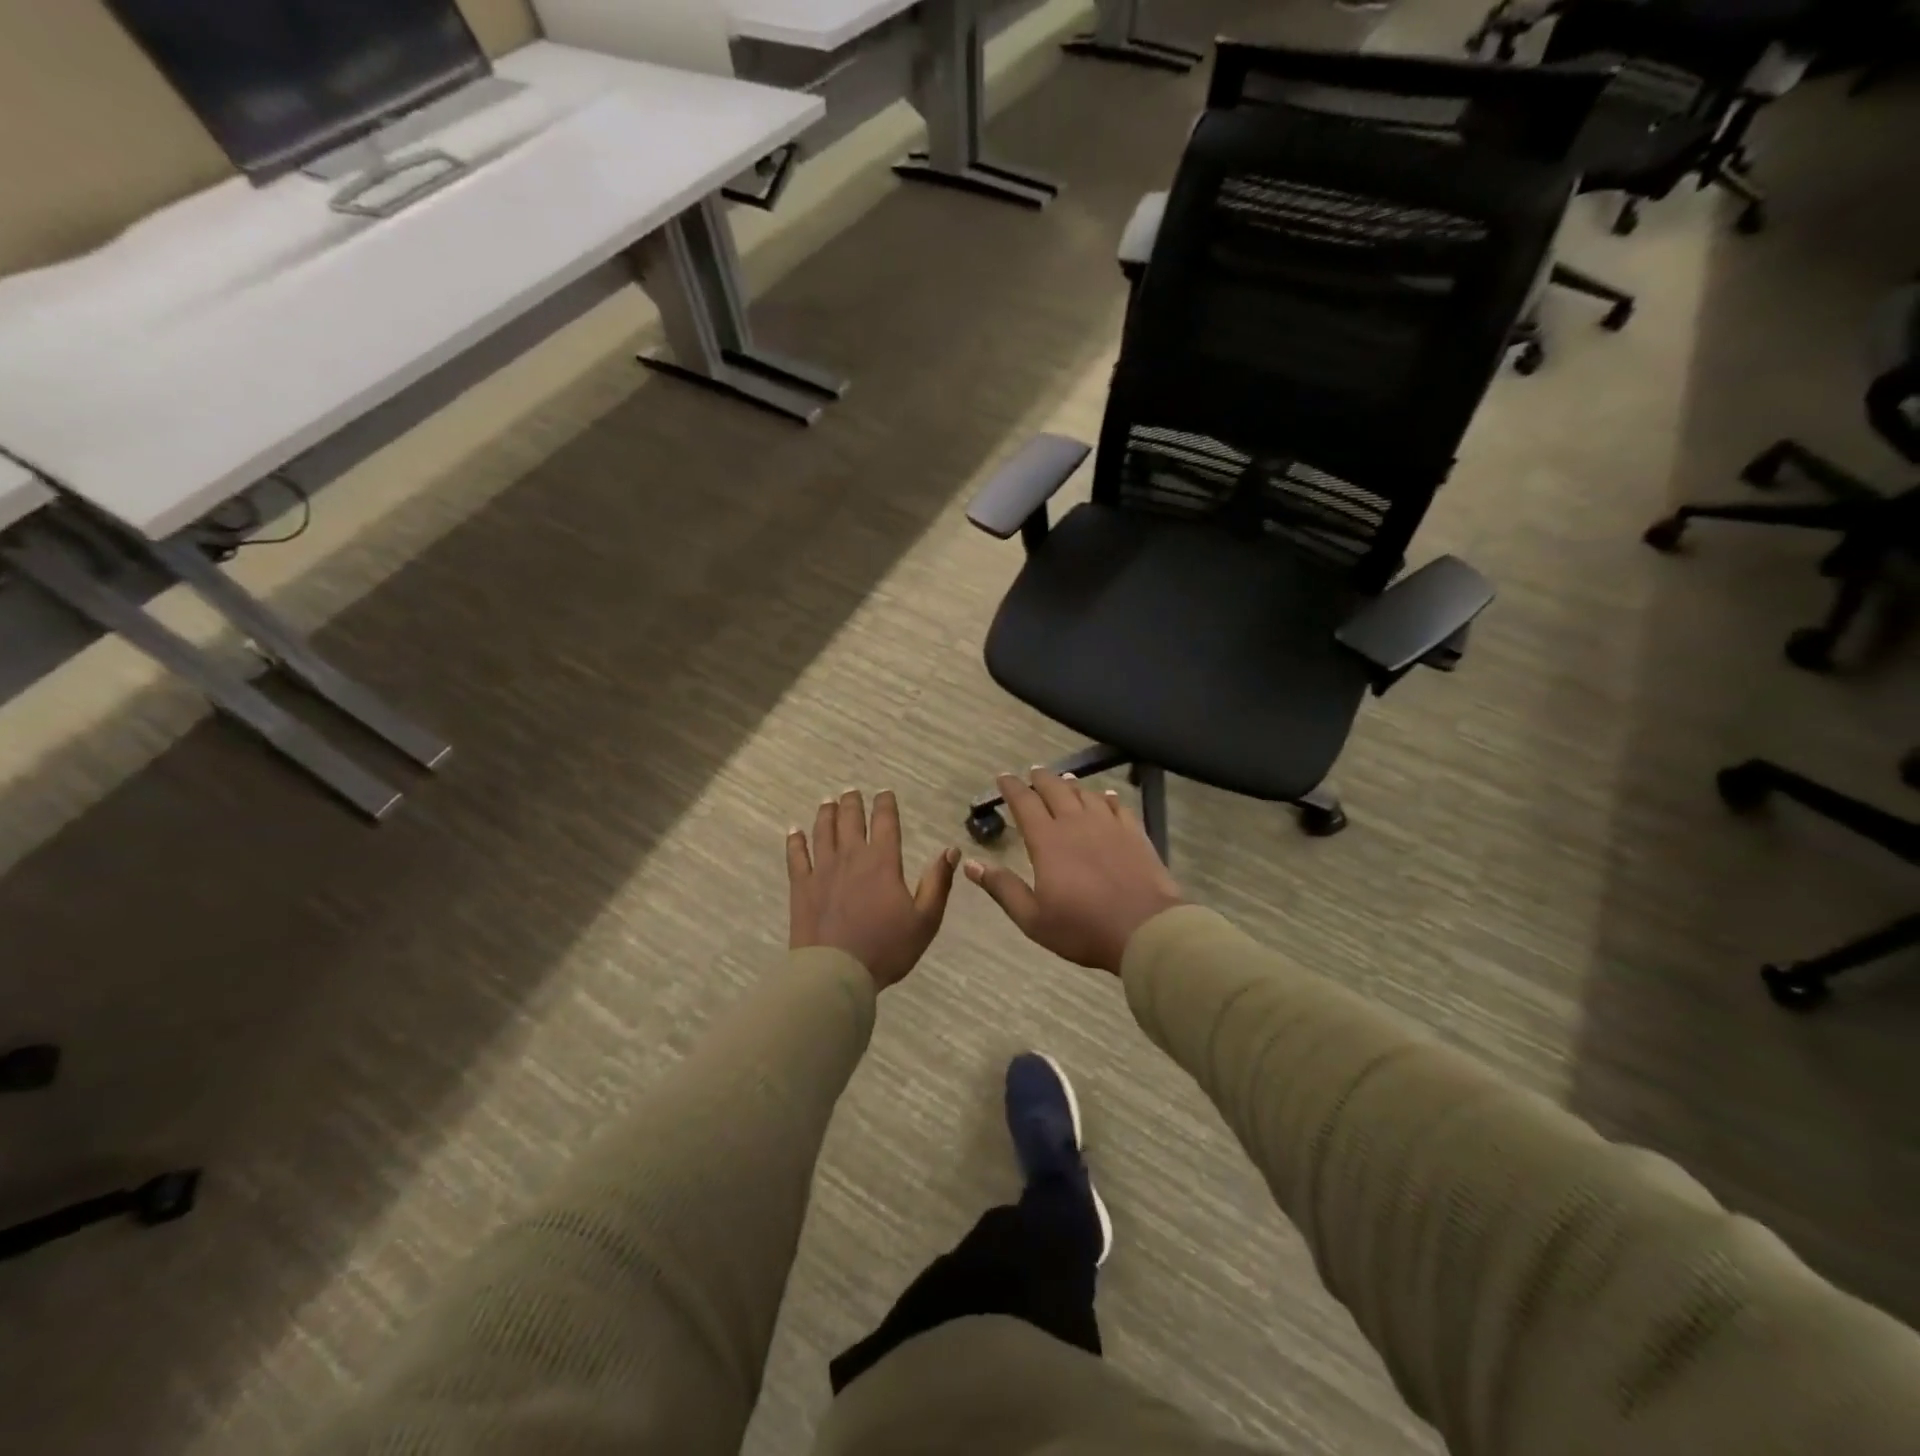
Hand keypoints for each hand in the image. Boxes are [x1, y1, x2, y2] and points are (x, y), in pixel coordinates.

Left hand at [789, 789, 959, 989]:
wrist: (836, 973)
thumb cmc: (886, 948)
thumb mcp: (925, 920)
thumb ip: (938, 883)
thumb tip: (951, 850)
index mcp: (883, 862)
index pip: (885, 822)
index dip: (885, 804)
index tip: (884, 792)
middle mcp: (851, 857)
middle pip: (850, 820)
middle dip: (852, 802)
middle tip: (851, 791)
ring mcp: (823, 870)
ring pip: (823, 831)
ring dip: (826, 813)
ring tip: (828, 801)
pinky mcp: (802, 887)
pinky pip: (796, 856)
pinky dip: (795, 840)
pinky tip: (794, 830)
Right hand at [966, 769, 1185, 974]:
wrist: (1145, 930)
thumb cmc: (1082, 928)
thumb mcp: (1032, 918)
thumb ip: (1002, 888)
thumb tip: (970, 864)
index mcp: (1047, 840)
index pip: (1025, 803)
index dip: (1012, 787)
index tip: (1003, 777)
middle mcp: (1076, 823)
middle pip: (1055, 789)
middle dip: (1040, 778)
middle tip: (1032, 772)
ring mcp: (1109, 825)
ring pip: (1086, 794)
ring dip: (1071, 785)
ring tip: (1064, 780)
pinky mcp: (1134, 834)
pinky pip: (1118, 806)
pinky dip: (1108, 797)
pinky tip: (1106, 797)